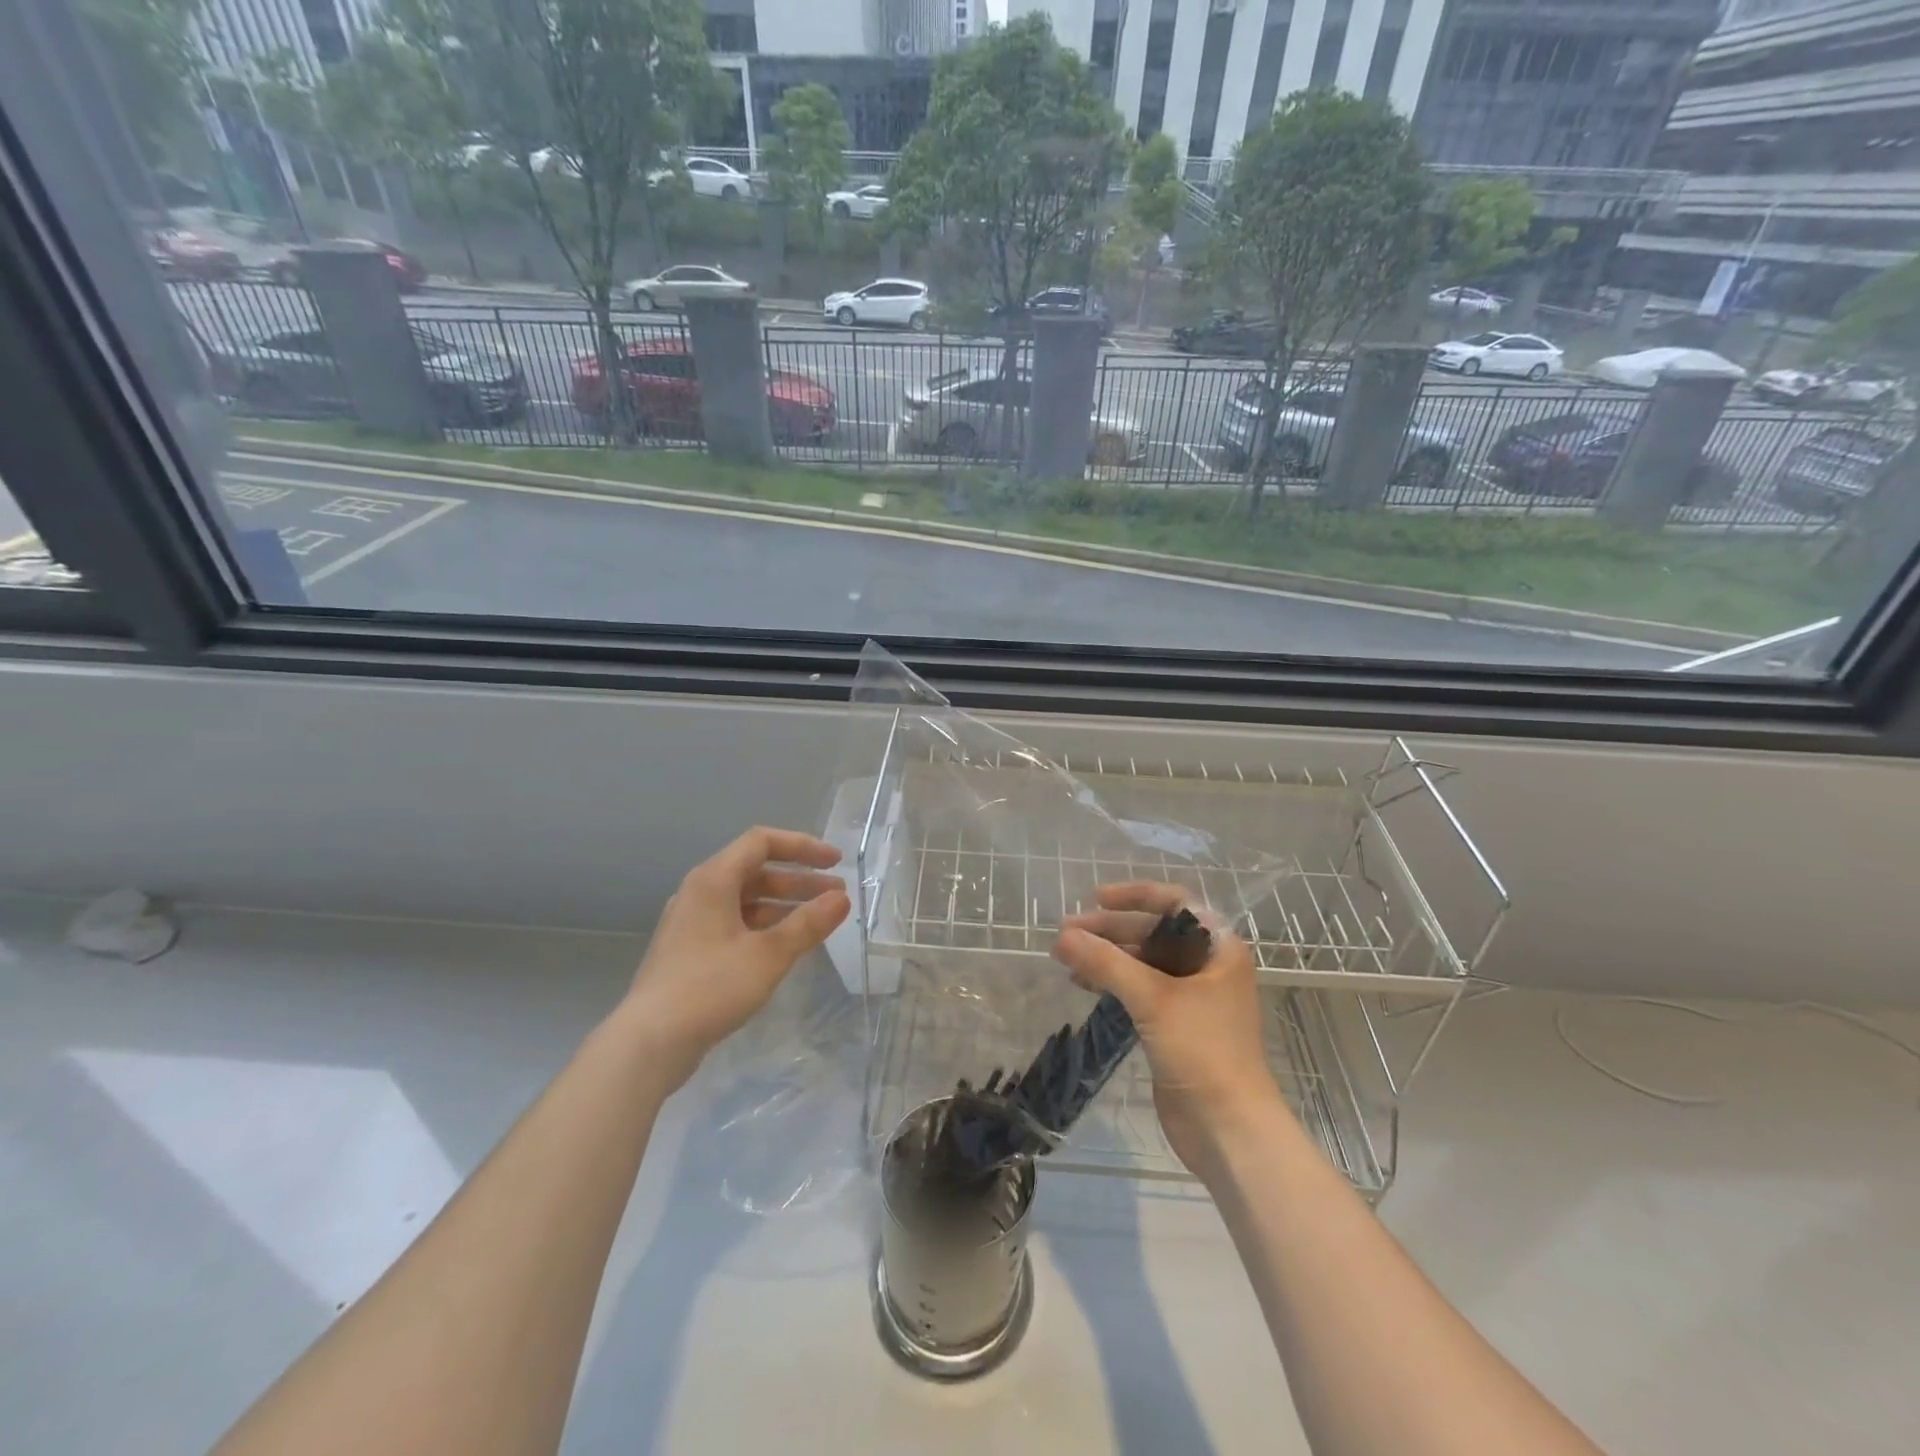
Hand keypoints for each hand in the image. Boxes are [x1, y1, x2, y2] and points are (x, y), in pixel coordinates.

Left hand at [623, 826, 849, 1089]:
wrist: (649, 1042)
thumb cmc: (710, 988)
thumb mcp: (769, 955)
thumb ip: (808, 924)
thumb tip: (841, 899)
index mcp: (713, 880)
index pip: (762, 842)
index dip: (802, 847)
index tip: (835, 863)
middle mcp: (699, 892)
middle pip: (756, 871)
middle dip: (799, 881)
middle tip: (836, 897)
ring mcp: (692, 922)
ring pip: (746, 900)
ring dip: (784, 905)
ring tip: (818, 922)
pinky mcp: (690, 950)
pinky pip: (734, 923)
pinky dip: (764, 926)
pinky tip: (786, 946)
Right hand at [1053, 882, 1284, 1173]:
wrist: (1229, 1129)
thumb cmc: (1203, 1051)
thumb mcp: (1154, 999)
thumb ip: (1106, 963)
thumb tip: (1062, 936)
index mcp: (1218, 949)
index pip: (1175, 903)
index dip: (1135, 896)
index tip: (1096, 898)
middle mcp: (1208, 966)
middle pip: (1154, 932)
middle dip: (1111, 930)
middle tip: (1066, 933)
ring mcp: (1192, 997)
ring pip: (1144, 962)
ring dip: (1107, 956)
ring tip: (1066, 958)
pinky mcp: (1176, 1026)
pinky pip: (1140, 990)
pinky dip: (1113, 982)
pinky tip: (1083, 984)